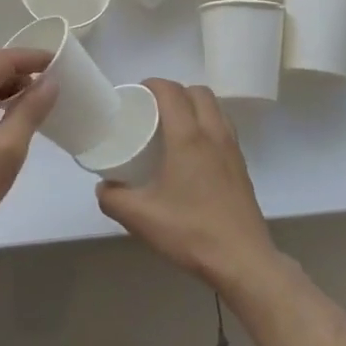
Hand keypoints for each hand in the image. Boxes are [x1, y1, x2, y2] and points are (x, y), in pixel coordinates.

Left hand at [0, 48, 57, 262]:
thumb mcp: (7, 149)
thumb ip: (31, 110)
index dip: (32, 57)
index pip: (1, 58)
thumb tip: (51, 82)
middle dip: (17, 68)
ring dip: (1, 83)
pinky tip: (2, 113)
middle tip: (47, 80)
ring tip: (30, 98)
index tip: (59, 62)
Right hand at [96, 79, 280, 290]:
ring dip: (195, 106)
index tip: (136, 94)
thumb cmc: (190, 231)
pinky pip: (224, 128)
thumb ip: (113, 198)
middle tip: (153, 110)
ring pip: (215, 108)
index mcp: (188, 137)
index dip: (152, 84)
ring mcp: (232, 148)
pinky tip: (194, 152)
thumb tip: (103, 186)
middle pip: (197, 92)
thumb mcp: (140, 217)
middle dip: (175, 92)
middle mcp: (213, 133)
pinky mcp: (242, 165)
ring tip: (174, 126)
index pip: (171, 91)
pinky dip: (208, 125)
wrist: (242, 260)